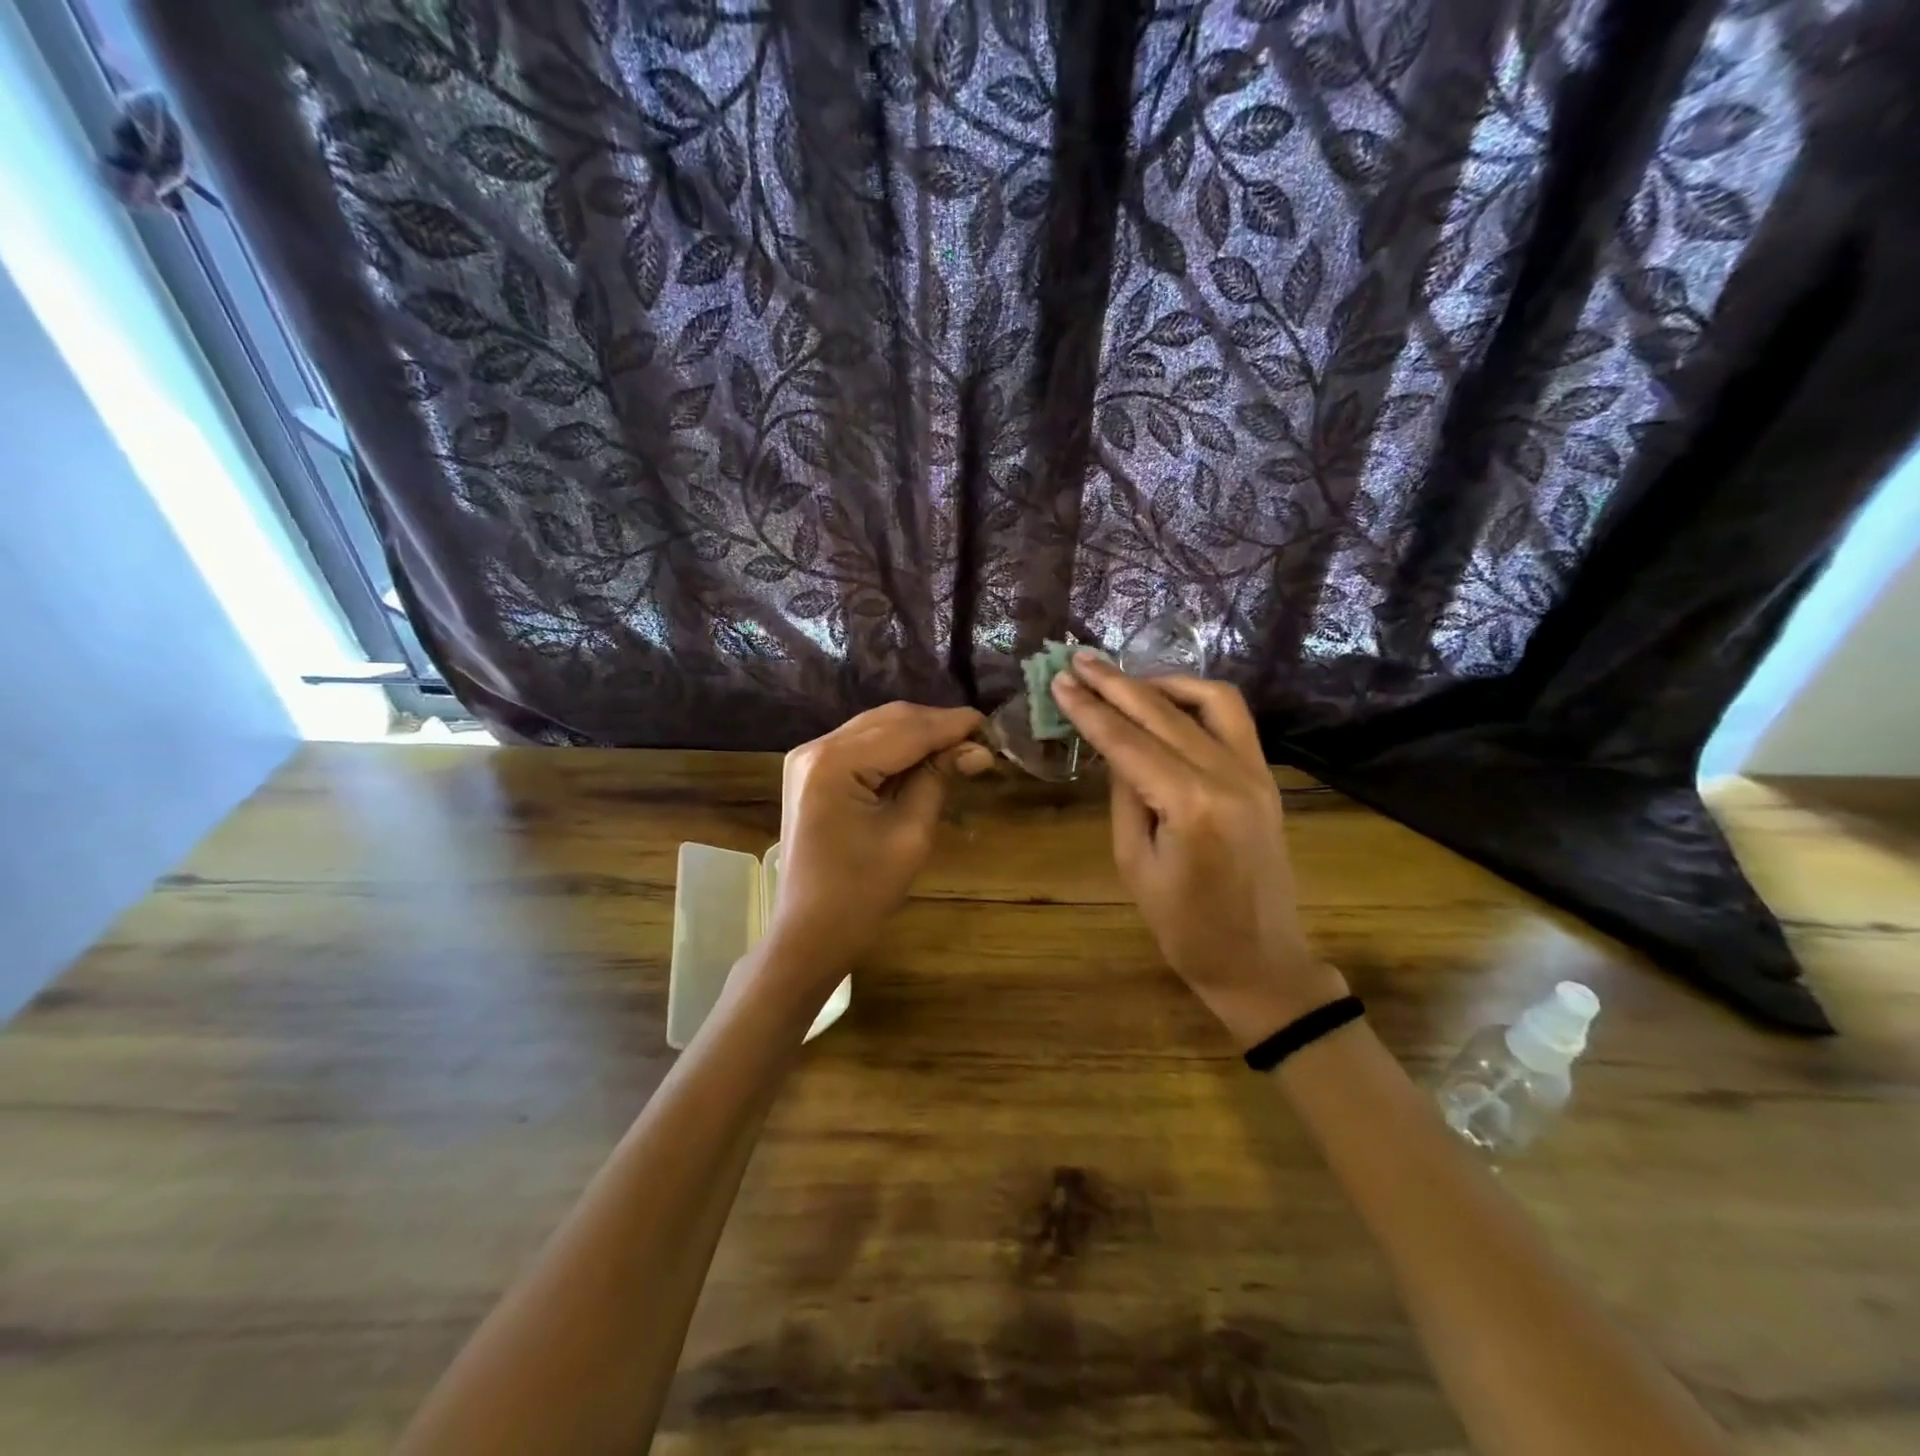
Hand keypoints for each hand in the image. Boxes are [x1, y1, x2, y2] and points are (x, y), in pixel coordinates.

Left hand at [771, 701, 992, 978]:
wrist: (809, 933)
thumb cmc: (862, 894)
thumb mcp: (909, 834)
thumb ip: (938, 780)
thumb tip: (978, 749)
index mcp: (835, 762)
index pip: (906, 730)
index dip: (951, 725)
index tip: (991, 725)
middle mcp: (816, 747)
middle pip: (889, 720)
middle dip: (935, 725)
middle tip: (979, 739)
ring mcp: (808, 758)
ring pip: (876, 727)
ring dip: (917, 733)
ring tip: (958, 747)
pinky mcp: (812, 772)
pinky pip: (861, 745)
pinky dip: (895, 748)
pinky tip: (923, 758)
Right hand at [1050, 658, 1345, 1047]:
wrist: (1260, 961)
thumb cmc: (1185, 928)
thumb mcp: (1134, 863)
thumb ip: (1125, 796)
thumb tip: (1115, 747)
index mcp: (1191, 806)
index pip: (1128, 742)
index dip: (1090, 710)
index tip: (1061, 680)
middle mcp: (1228, 776)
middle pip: (1162, 713)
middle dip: (1115, 683)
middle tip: (1078, 661)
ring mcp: (1255, 772)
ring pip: (1208, 700)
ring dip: (1161, 682)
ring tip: (1122, 678)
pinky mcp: (1265, 777)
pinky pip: (1232, 719)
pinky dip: (1197, 698)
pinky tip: (1167, 699)